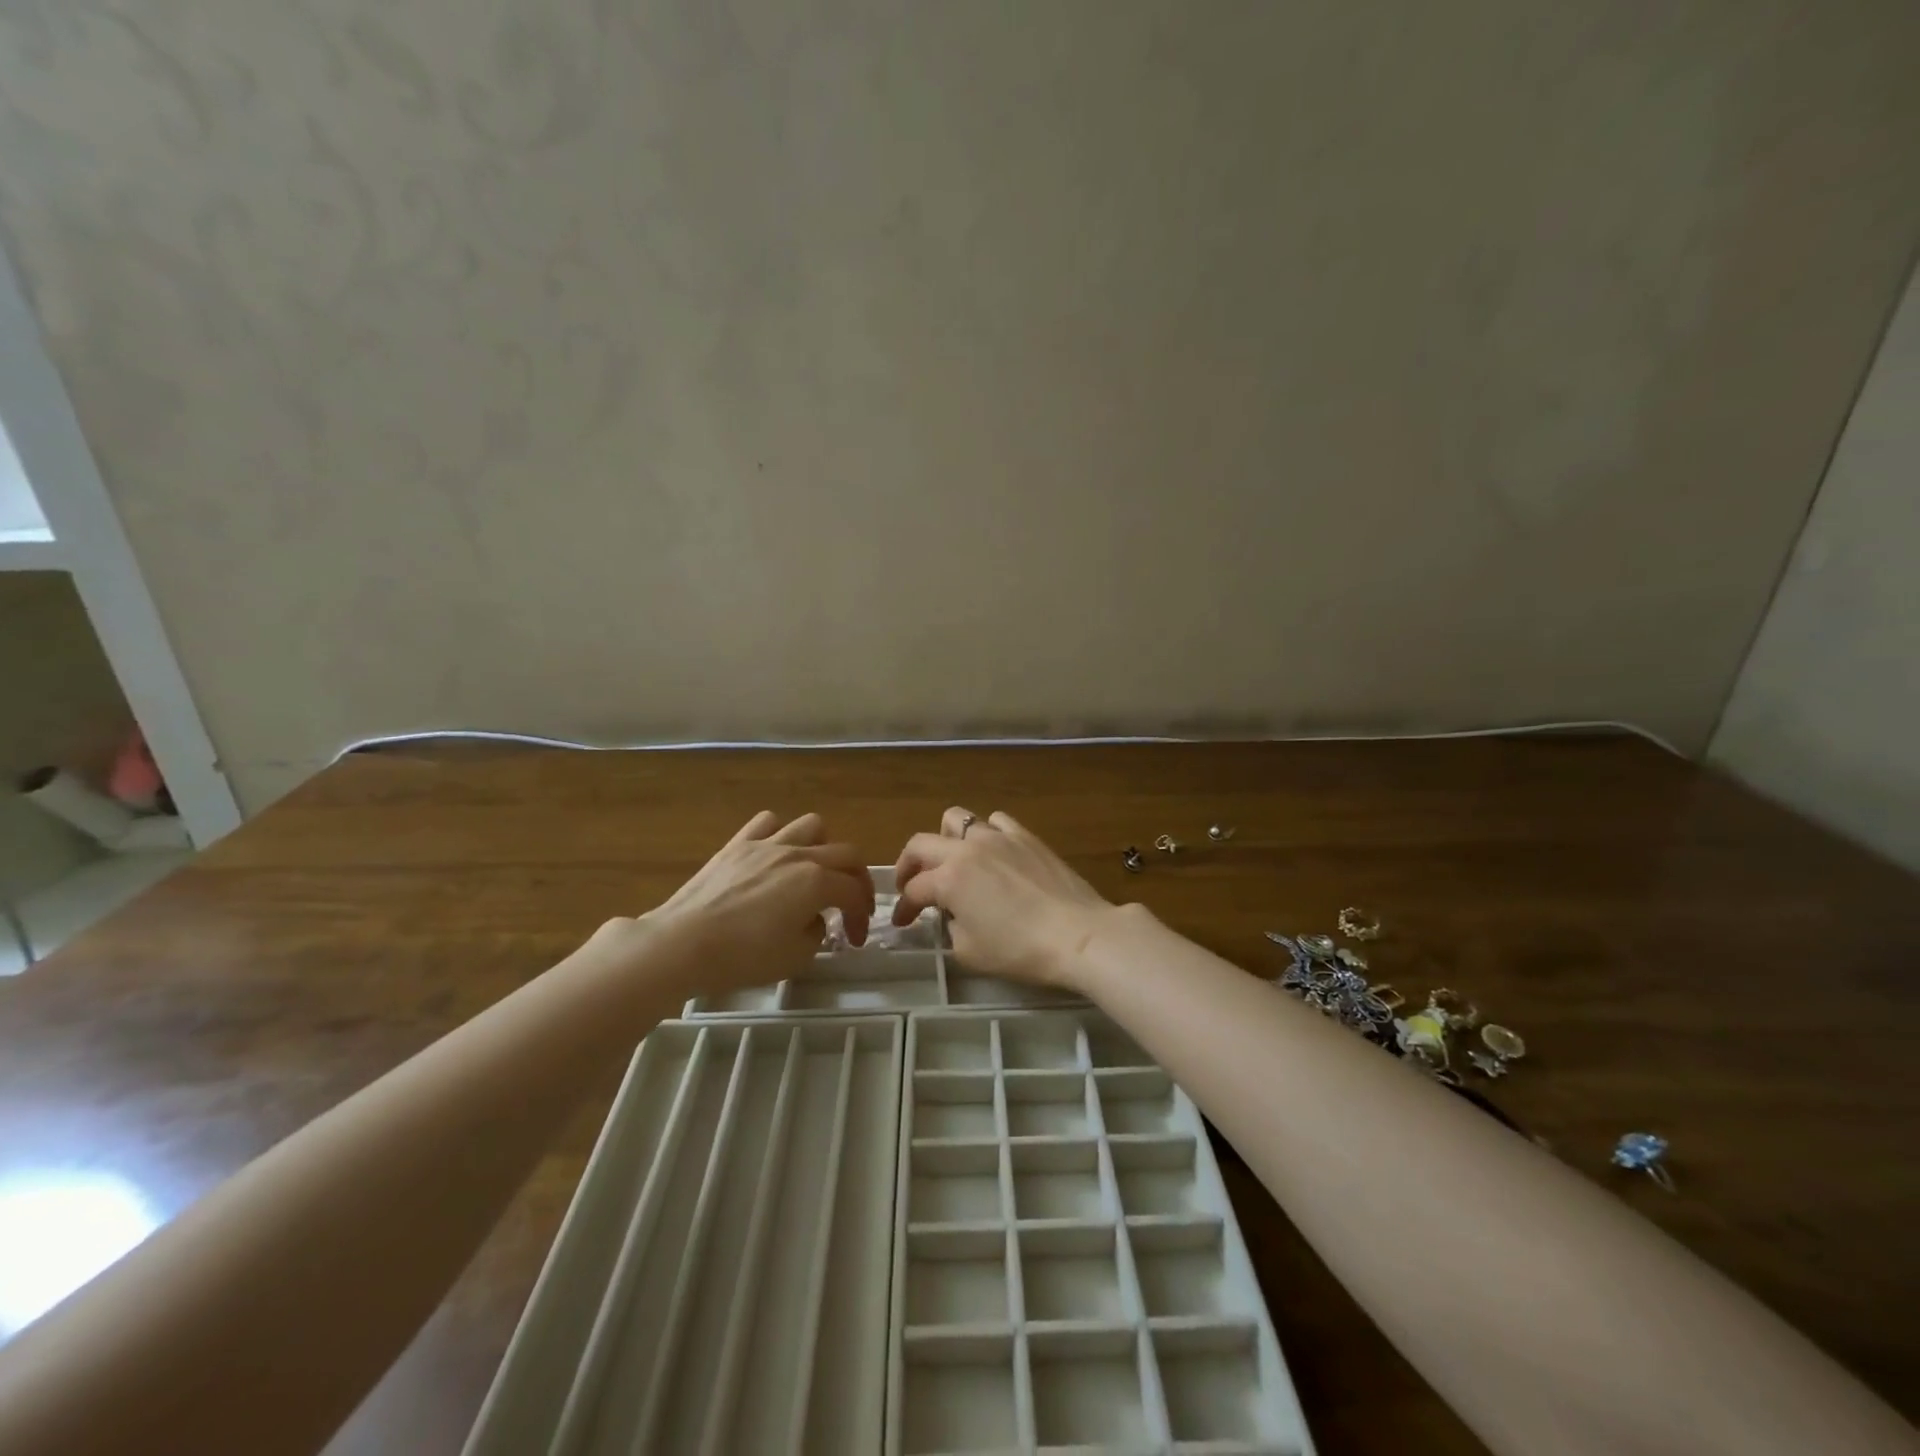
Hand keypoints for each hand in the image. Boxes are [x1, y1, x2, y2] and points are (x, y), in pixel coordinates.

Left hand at [591, 812, 873, 998]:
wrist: (682, 944)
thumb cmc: (742, 956)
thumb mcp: (794, 958)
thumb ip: (816, 933)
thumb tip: (813, 919)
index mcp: (816, 882)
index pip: (855, 891)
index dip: (861, 915)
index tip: (854, 939)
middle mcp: (798, 854)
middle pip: (845, 853)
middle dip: (856, 879)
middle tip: (851, 904)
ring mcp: (766, 844)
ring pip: (812, 826)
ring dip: (823, 847)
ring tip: (814, 870)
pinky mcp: (737, 844)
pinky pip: (768, 822)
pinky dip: (780, 833)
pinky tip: (775, 855)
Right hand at [892, 807, 1117, 989]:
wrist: (1078, 934)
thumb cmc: (1020, 949)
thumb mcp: (970, 952)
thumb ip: (951, 929)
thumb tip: (953, 916)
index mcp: (949, 878)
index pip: (914, 891)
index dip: (904, 908)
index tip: (903, 922)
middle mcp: (967, 849)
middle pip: (921, 844)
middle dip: (908, 865)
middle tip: (911, 885)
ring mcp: (998, 837)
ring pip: (957, 820)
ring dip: (946, 840)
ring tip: (953, 861)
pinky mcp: (1026, 836)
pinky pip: (997, 821)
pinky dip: (987, 833)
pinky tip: (993, 853)